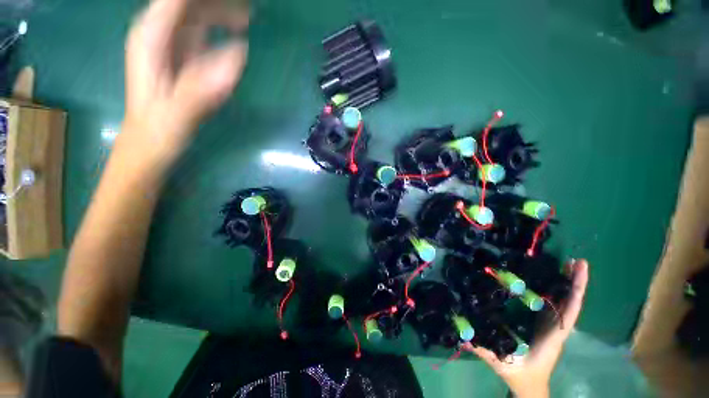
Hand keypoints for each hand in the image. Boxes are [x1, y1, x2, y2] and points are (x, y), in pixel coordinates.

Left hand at [122, 0, 248, 166]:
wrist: (149, 144)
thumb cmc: (158, 131)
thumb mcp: (177, 113)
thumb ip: (201, 86)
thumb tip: (239, 55)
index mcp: (150, 38)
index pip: (176, 0)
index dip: (206, 0)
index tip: (237, 3)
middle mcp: (158, 34)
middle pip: (187, 3)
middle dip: (217, 5)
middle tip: (248, 10)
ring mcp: (170, 44)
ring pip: (195, 13)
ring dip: (220, 11)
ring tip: (247, 17)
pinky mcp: (182, 57)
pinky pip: (202, 31)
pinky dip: (220, 28)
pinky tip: (237, 33)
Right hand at [462, 259, 588, 397]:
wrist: (529, 385)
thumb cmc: (519, 374)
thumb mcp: (500, 363)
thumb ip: (483, 350)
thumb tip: (463, 335)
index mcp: (551, 337)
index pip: (568, 312)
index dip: (574, 292)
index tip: (577, 271)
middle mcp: (556, 328)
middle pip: (570, 303)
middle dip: (574, 282)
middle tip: (575, 261)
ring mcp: (552, 326)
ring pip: (565, 303)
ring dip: (568, 284)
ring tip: (568, 263)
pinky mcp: (546, 324)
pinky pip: (555, 305)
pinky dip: (558, 291)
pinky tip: (552, 279)